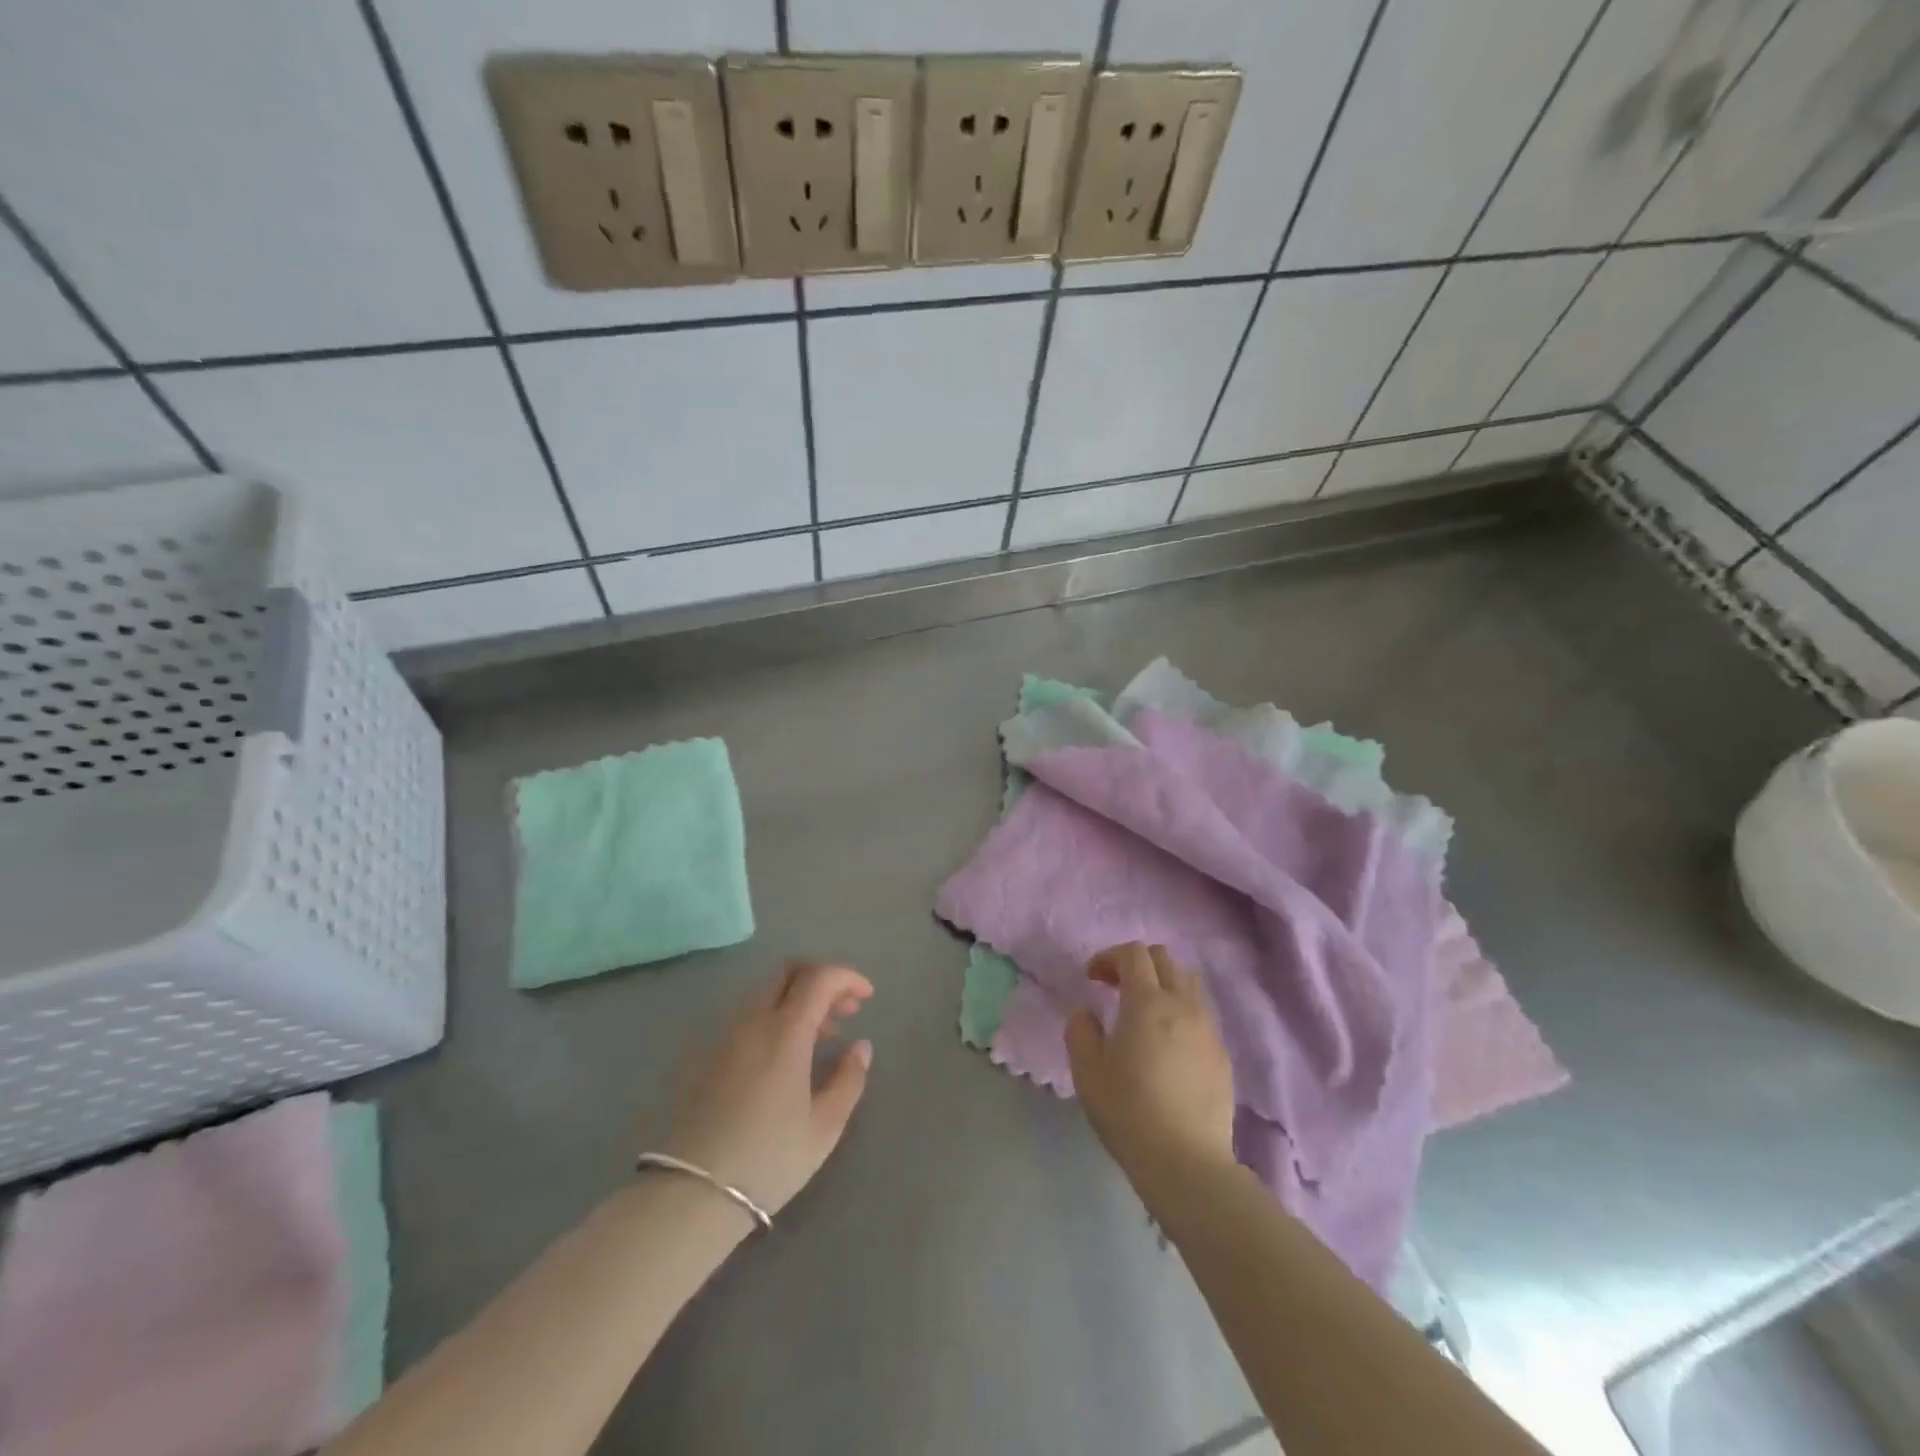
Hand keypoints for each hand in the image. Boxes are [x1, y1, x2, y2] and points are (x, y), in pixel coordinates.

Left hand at [661, 962, 873, 1216]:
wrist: (690, 1195)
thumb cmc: (768, 1160)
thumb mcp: (824, 1127)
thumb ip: (849, 1079)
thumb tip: (861, 1046)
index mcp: (784, 1031)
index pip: (819, 977)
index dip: (847, 977)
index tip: (867, 996)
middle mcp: (752, 1021)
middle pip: (788, 972)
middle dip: (822, 980)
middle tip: (845, 1009)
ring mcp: (724, 1036)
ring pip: (766, 993)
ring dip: (798, 999)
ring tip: (821, 1036)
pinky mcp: (705, 1055)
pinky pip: (747, 1015)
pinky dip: (774, 1016)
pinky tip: (785, 1054)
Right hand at [1066, 943, 1236, 1203]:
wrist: (1186, 1162)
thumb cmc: (1129, 1112)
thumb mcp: (1087, 1071)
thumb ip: (1080, 1030)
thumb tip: (1085, 1011)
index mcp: (1147, 1002)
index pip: (1133, 953)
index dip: (1109, 956)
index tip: (1091, 978)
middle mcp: (1182, 1005)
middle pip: (1164, 958)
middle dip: (1136, 963)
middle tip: (1114, 987)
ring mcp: (1207, 1029)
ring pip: (1189, 982)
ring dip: (1163, 982)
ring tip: (1144, 1010)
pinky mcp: (1222, 1055)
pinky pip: (1201, 1013)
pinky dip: (1181, 1010)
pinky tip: (1167, 1043)